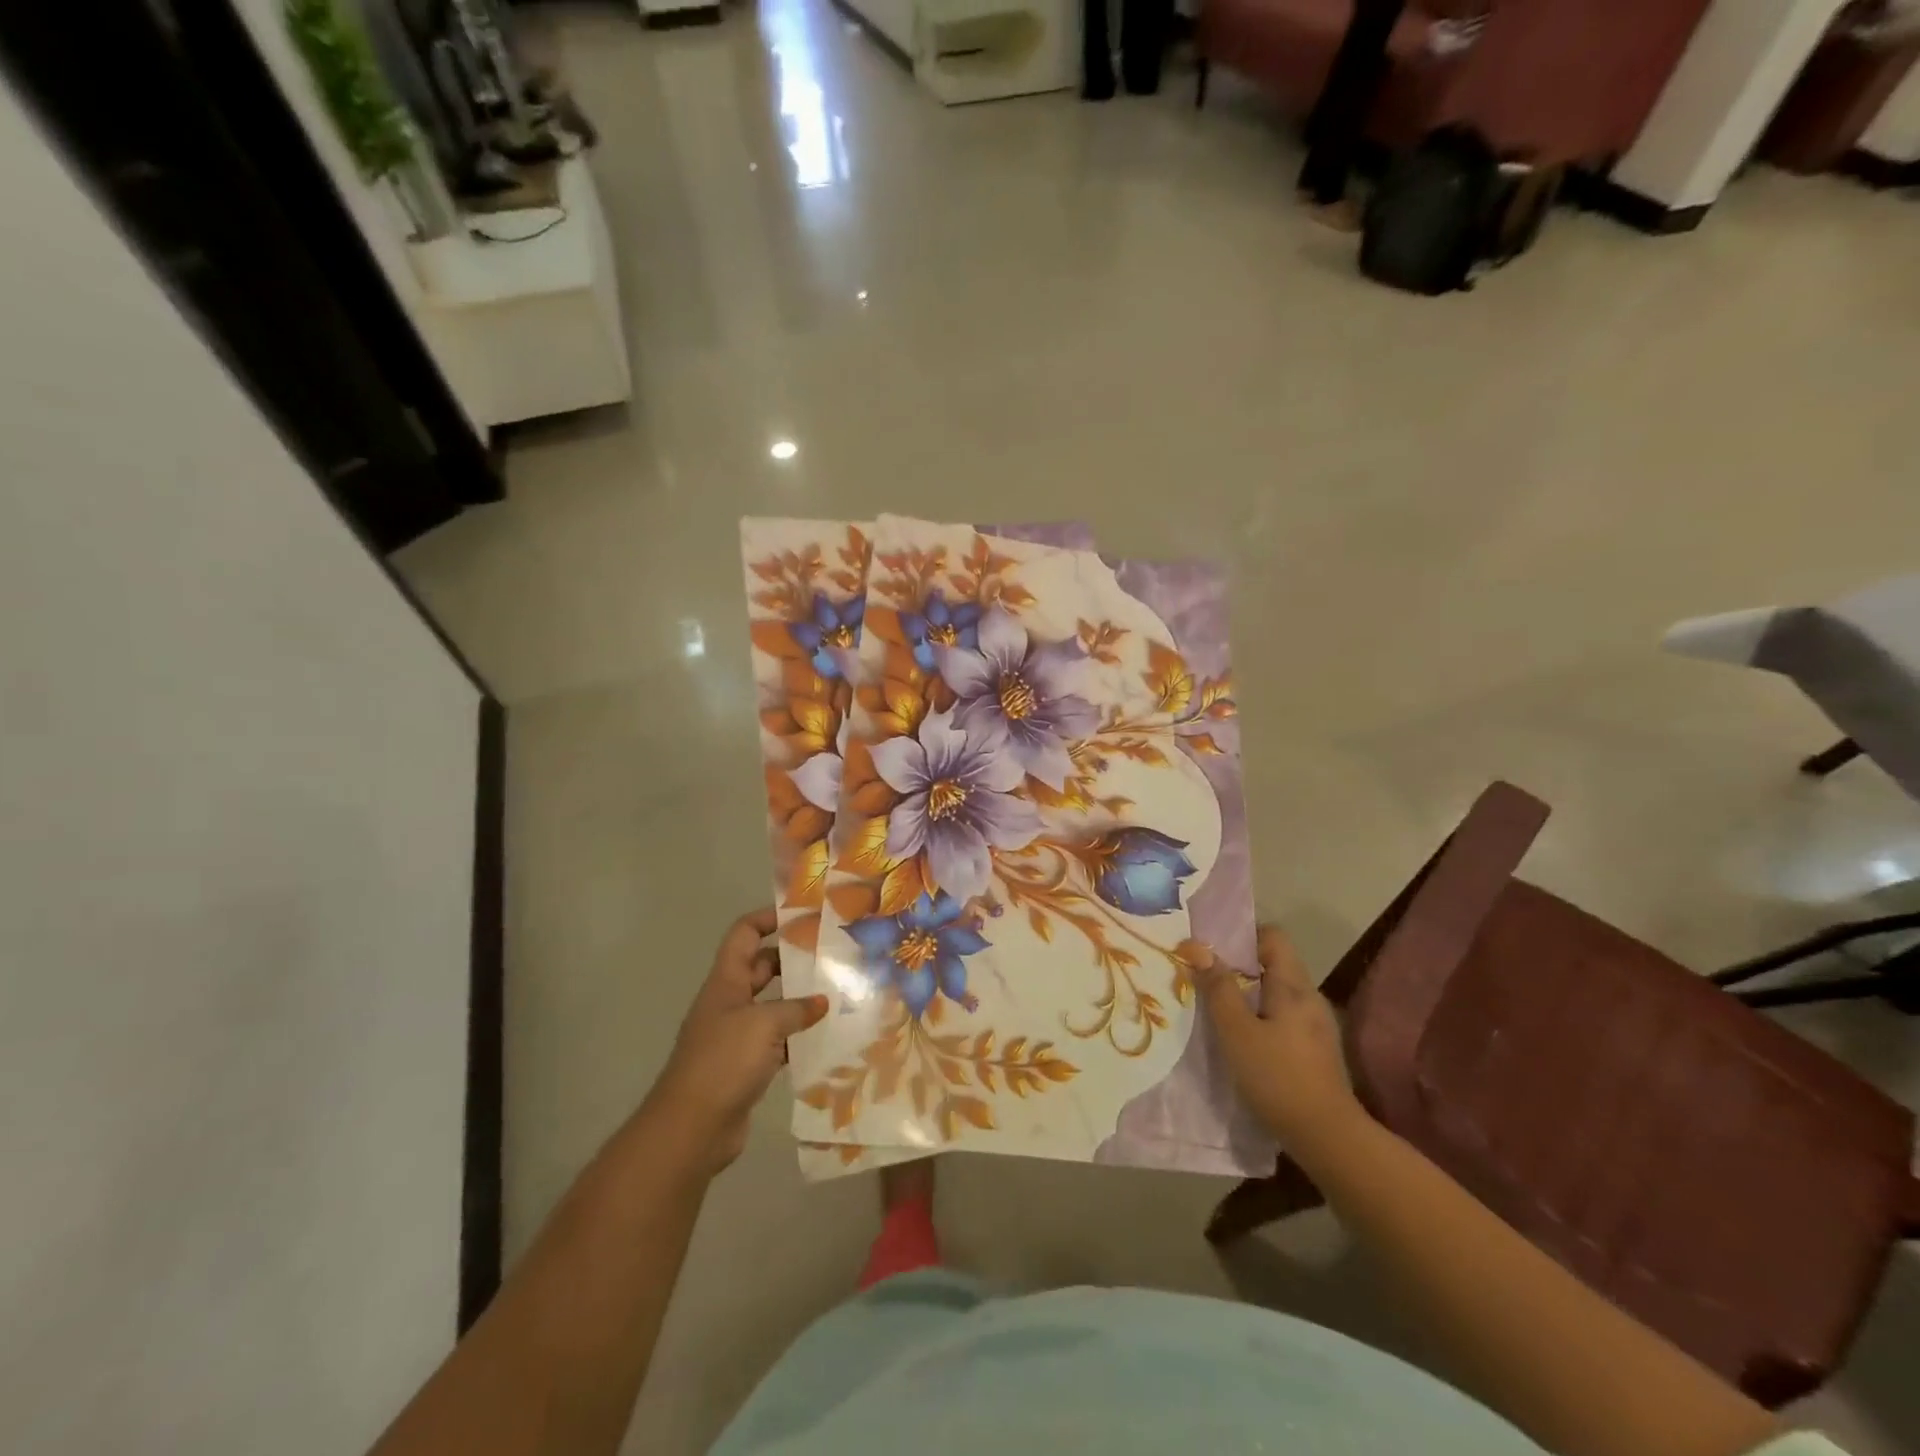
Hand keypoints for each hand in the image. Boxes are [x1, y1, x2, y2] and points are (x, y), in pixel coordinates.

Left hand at [646, 907, 826, 1175]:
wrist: (692, 1128)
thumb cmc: (723, 1062)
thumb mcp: (764, 1025)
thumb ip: (796, 1009)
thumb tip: (822, 1002)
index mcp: (726, 982)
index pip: (744, 934)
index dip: (768, 918)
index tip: (802, 915)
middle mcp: (730, 1003)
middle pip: (762, 967)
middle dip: (793, 959)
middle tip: (831, 954)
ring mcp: (737, 1035)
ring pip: (773, 1005)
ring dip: (800, 1000)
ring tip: (838, 992)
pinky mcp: (747, 1066)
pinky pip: (777, 1040)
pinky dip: (798, 1037)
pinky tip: (826, 1037)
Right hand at [1193, 926, 1361, 1149]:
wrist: (1328, 1137)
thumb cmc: (1277, 1077)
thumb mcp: (1236, 1031)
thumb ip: (1218, 987)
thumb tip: (1198, 947)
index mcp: (1293, 985)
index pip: (1273, 936)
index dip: (1243, 936)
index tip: (1213, 950)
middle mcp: (1310, 996)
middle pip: (1274, 962)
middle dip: (1239, 965)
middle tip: (1206, 977)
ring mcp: (1316, 1023)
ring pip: (1277, 991)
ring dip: (1248, 992)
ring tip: (1218, 1007)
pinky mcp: (1316, 1048)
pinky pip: (1284, 1014)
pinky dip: (1261, 1015)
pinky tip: (1244, 1037)